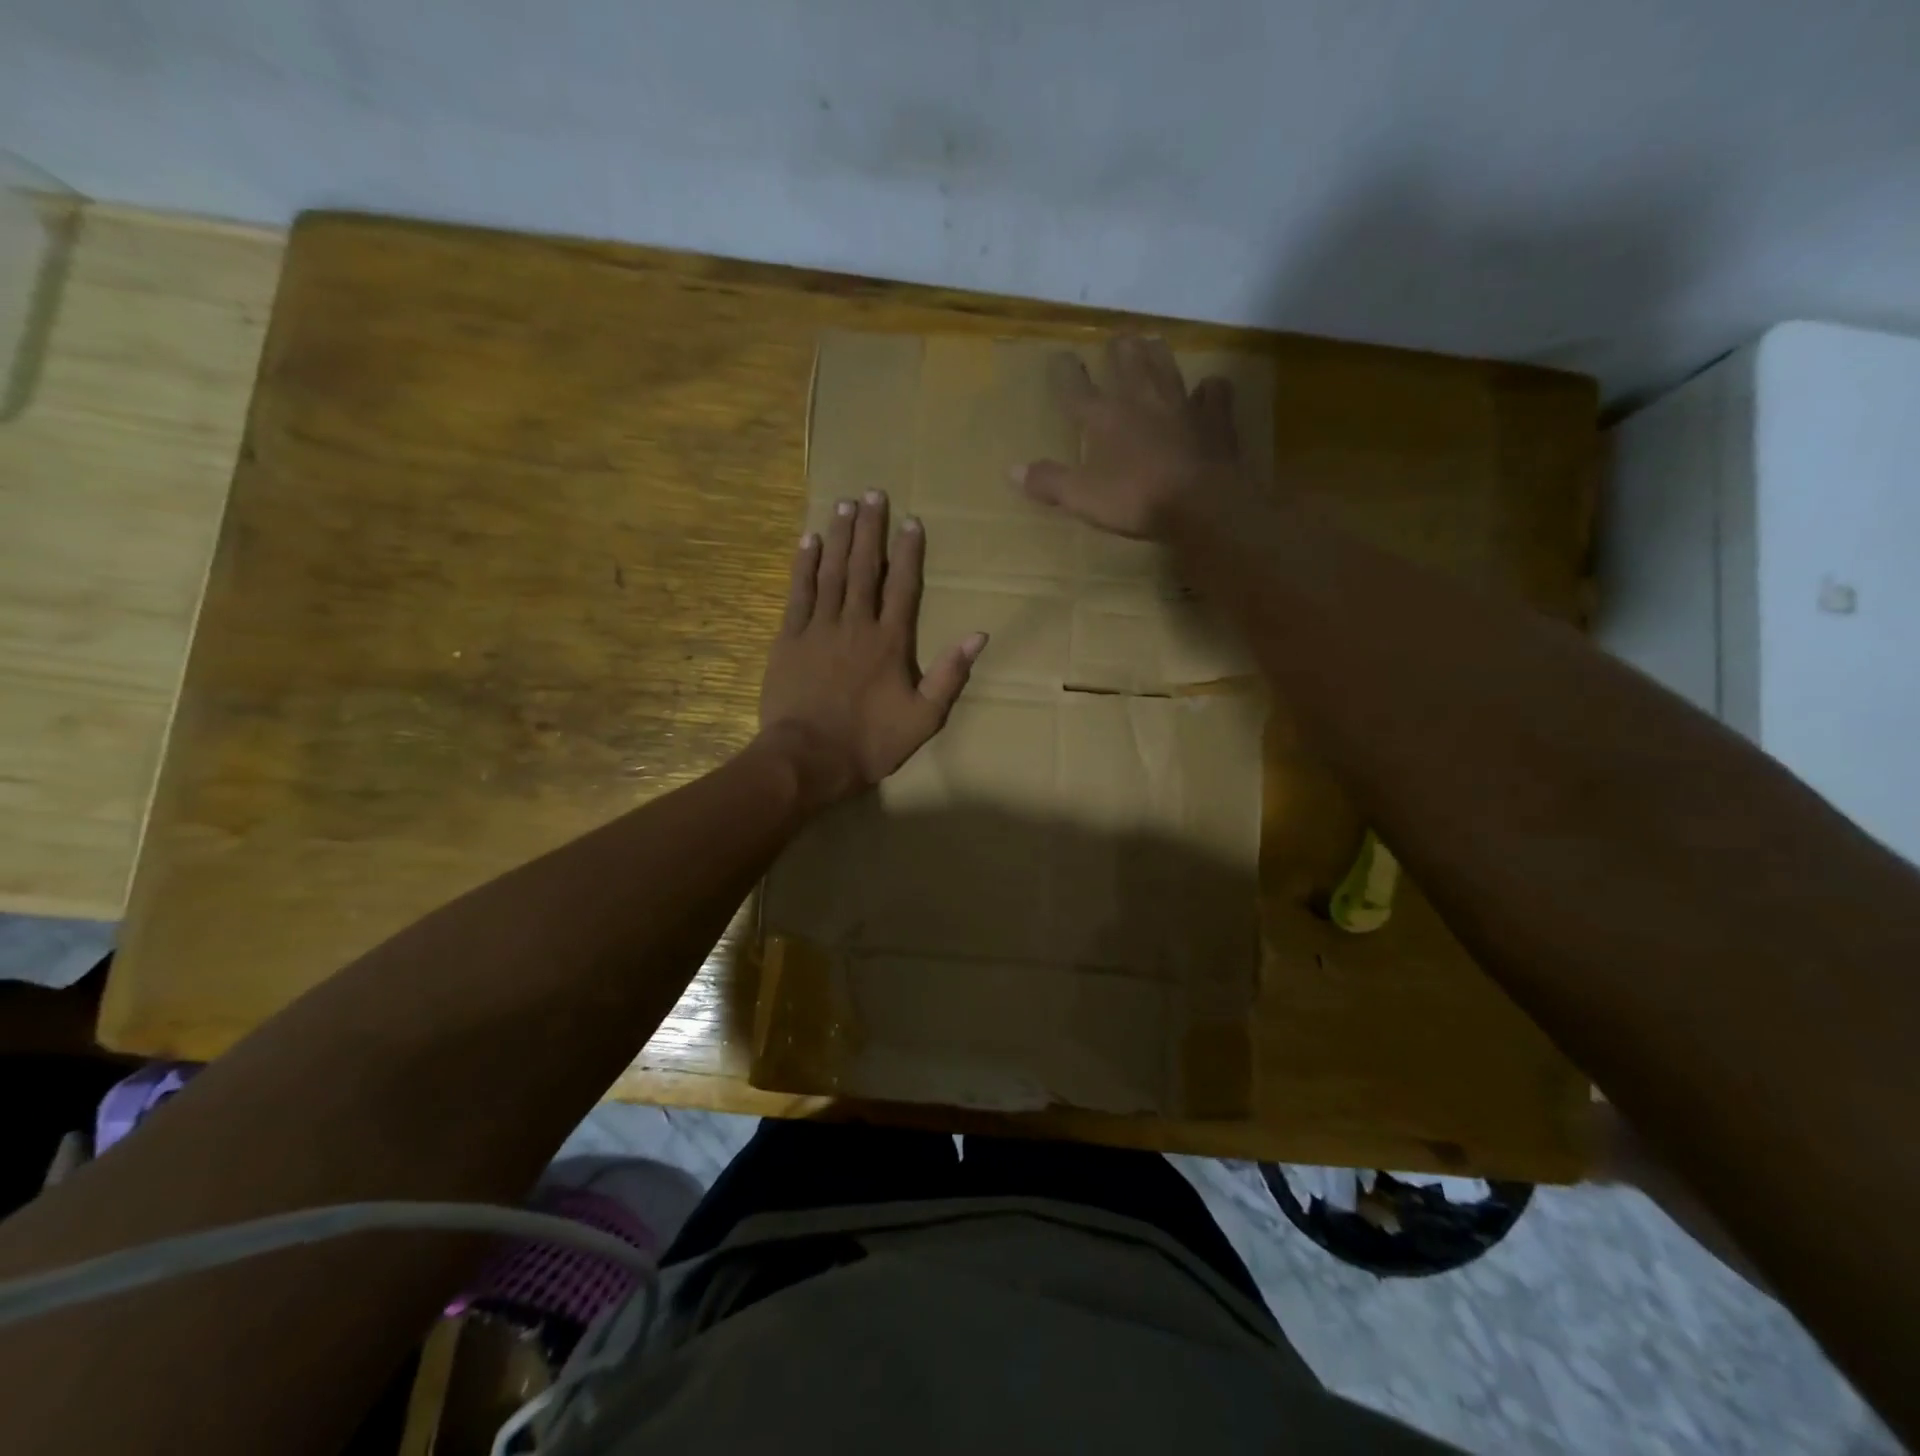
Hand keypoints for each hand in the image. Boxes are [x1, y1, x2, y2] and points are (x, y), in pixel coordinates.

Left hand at [758, 490, 986, 808]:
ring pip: (832, 571)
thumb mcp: (924, 718)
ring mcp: (819, 628)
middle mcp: (856, 624)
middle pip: (865, 568)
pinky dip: (804, 565)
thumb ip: (949, 675)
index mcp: (891, 642)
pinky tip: (809, 540)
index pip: (903, 586)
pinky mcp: (789, 639)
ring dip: (840, 536)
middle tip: (873, 493)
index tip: (912, 521)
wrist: (808, 758)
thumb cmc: (870, 742)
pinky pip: (798, 593)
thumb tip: (979, 635)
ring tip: (845, 503)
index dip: (908, 552)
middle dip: (871, 529)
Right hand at [1013, 334, 1246, 539]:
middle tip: (1117, 339)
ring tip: (1152, 342)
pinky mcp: (1214, 419)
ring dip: (1157, 353)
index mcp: (1105, 418)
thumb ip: (1050, 482)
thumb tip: (1012, 470)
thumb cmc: (1137, 500)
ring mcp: (1182, 405)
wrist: (1202, 504)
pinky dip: (1209, 389)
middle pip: (1128, 362)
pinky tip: (1207, 390)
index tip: (1061, 357)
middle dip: (1119, 349)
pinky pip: (1213, 394)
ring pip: (1167, 366)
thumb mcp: (1083, 498)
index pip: (1077, 389)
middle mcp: (1142, 400)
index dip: (1066, 373)